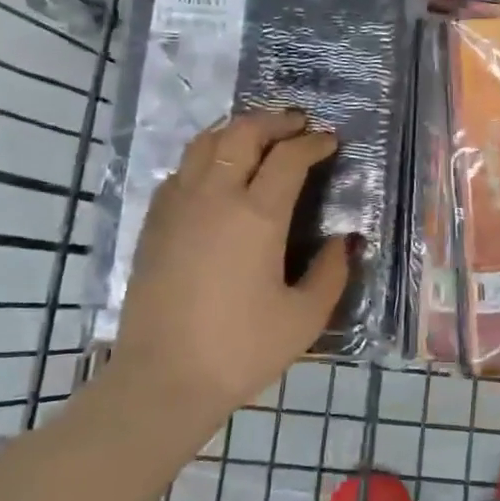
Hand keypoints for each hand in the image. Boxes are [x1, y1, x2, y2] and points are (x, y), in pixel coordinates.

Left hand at [113, 109, 352, 421]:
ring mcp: (178, 206)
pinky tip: (216, 174)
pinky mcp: (154, 223)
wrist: (163, 379)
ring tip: (257, 137)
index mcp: (256, 216)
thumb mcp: (304, 318)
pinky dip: (205, 157)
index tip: (329, 142)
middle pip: (243, 133)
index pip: (289, 157)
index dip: (313, 143)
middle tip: (296, 124)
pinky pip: (181, 170)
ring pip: (205, 143)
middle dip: (274, 121)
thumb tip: (345, 241)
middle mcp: (215, 197)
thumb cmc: (240, 350)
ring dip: (236, 131)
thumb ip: (332, 272)